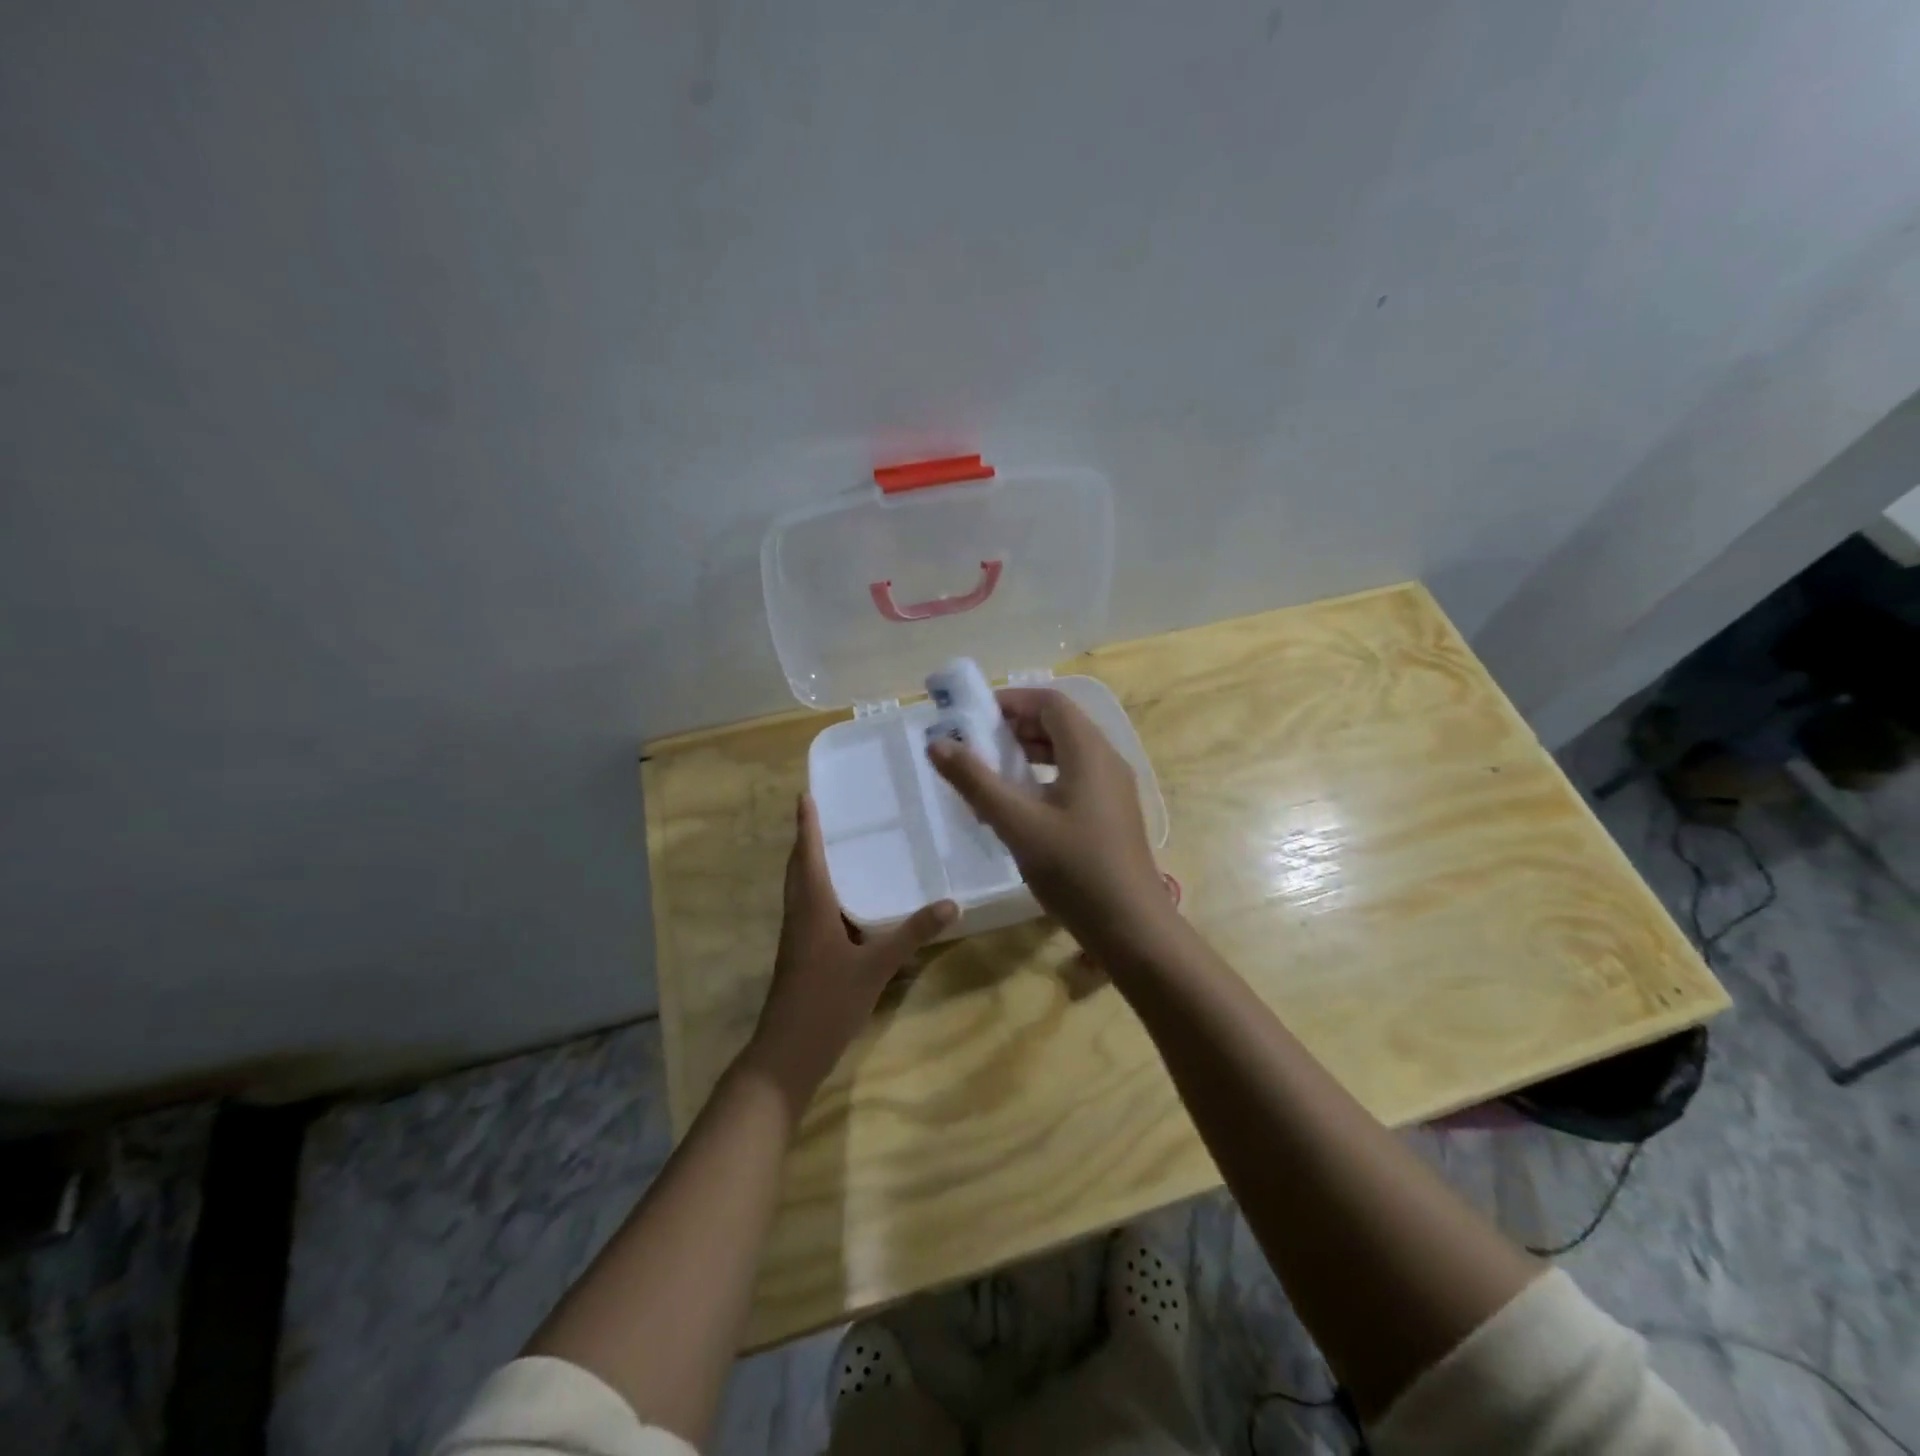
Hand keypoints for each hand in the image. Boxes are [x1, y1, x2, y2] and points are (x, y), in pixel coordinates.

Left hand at [742, 794, 956, 1107]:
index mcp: (812, 908)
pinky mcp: (801, 954)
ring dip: (811, 864)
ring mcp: (797, 937)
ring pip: (801, 889)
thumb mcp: (876, 967)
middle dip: (807, 839)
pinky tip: (846, 900)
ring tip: (837, 845)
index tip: (805, 795)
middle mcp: (799, 915)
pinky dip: (822, 891)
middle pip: (798, 868)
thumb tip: (951, 903)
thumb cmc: (826, 1002)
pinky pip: (809, 909)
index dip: (807, 825)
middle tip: (824, 812)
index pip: (808, 855)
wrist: (787, 1054)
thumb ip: (912, 934)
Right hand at [927, 688, 1170, 953]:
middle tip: (977, 744)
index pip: (1051, 702)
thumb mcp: (1017, 823)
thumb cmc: (1074, 869)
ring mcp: (1113, 789)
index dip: (1012, 701)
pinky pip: (1076, 777)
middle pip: (1060, 724)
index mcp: (1089, 751)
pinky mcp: (1112, 814)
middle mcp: (1106, 760)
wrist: (1131, 927)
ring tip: (993, 772)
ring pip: (1068, 753)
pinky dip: (1045, 778)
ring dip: (1030, 753)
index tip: (974, 715)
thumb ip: (975, 781)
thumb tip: (937, 743)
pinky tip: (1021, 807)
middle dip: (1017, 727)